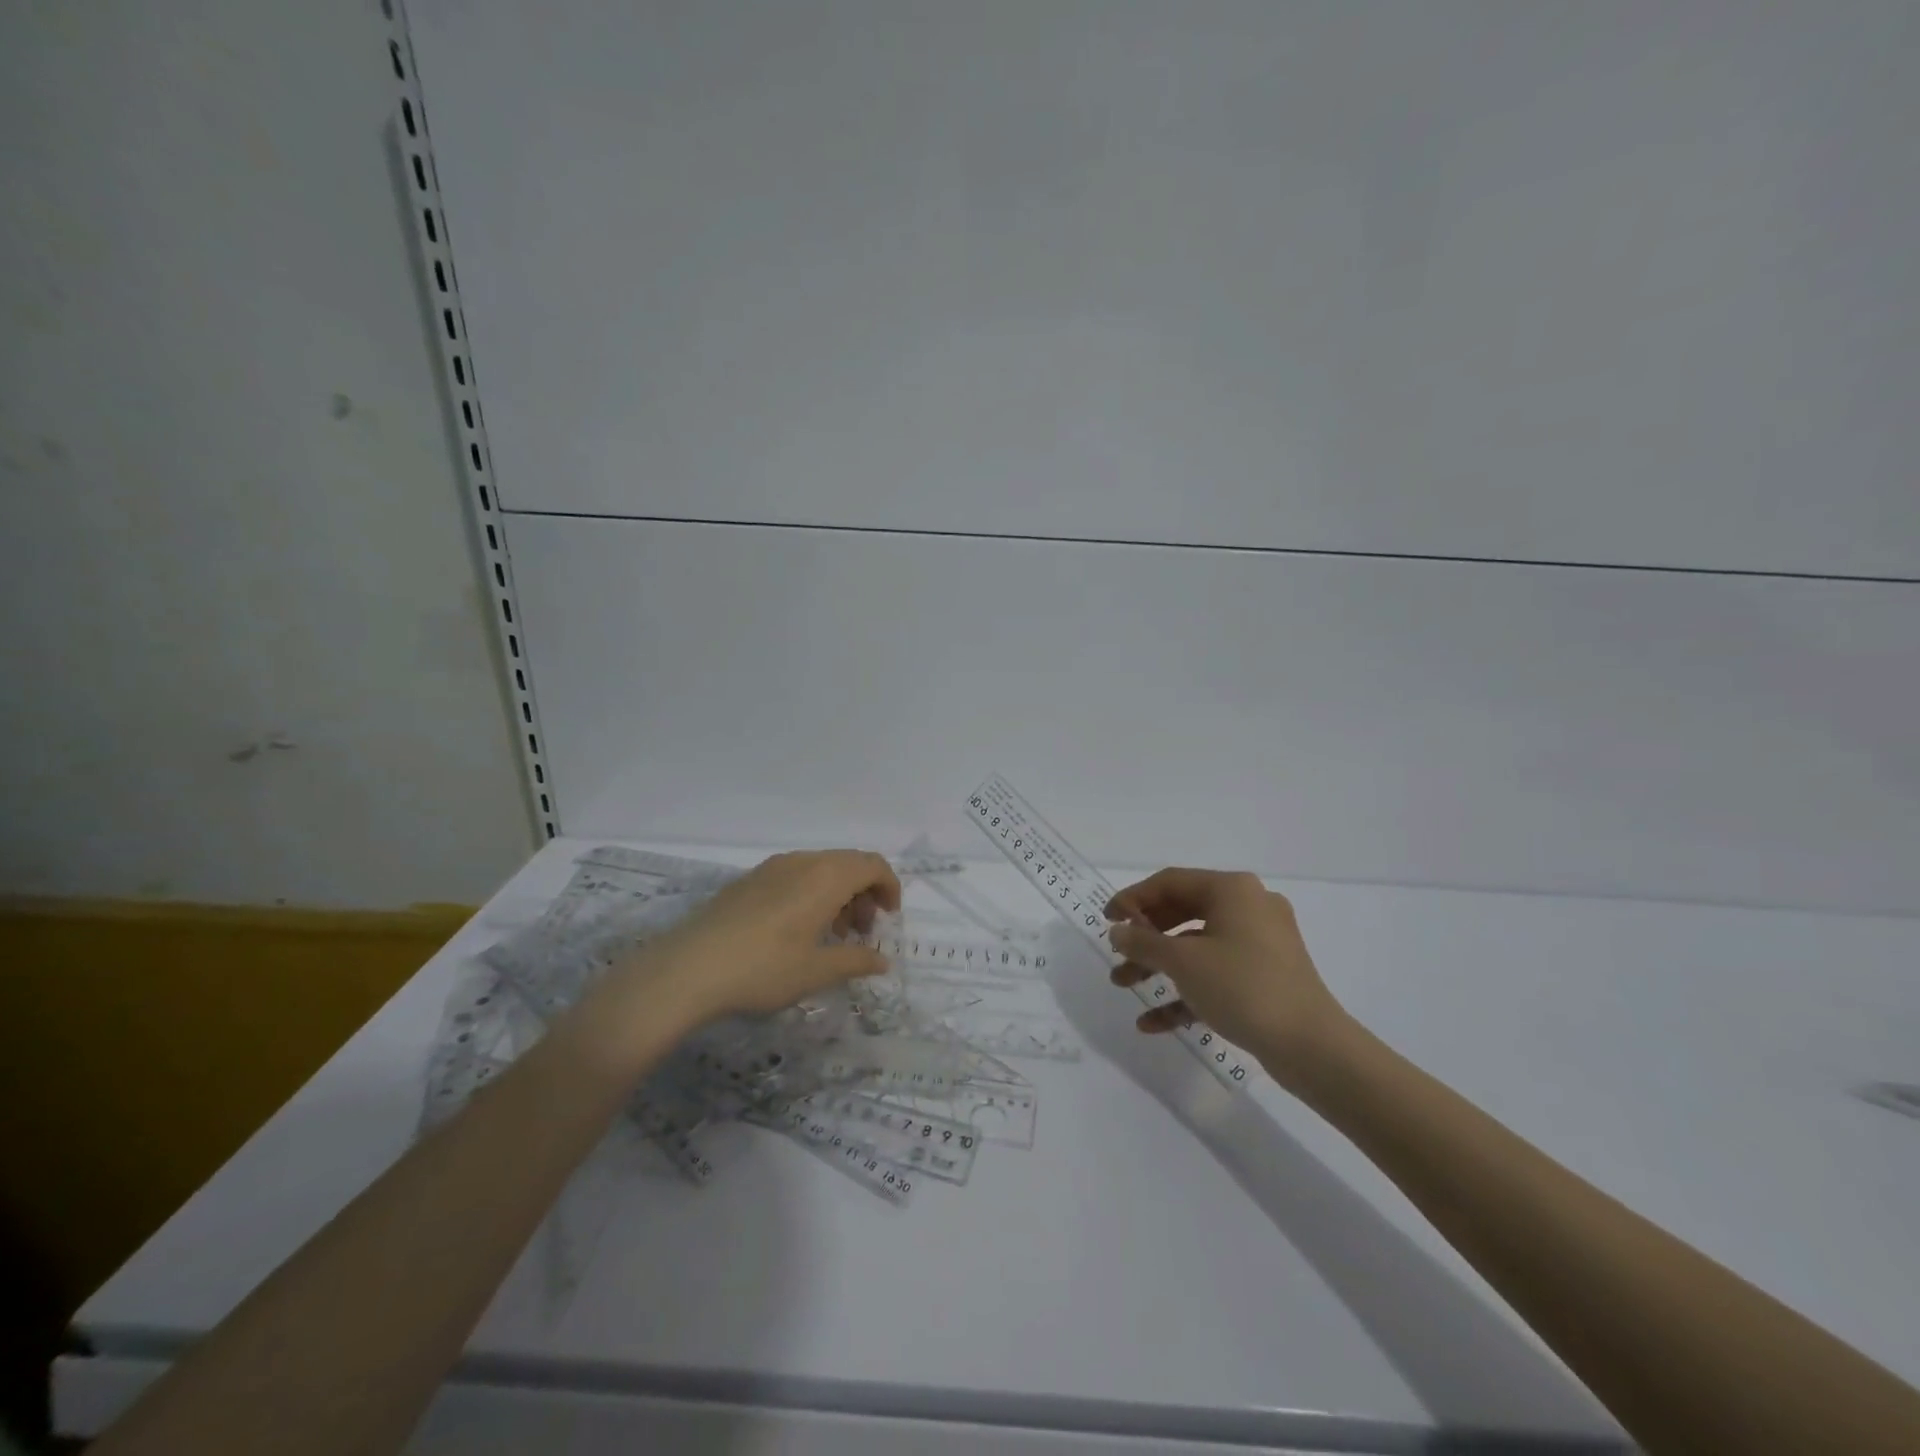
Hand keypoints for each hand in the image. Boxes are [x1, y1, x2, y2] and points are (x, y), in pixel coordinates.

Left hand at [632, 850, 901, 1024]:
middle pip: (848, 863)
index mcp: (826, 876)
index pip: (873, 864)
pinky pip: (795, 875)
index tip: (888, 919)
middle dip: (864, 893)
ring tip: (831, 936)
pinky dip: (811, 894)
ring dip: (838, 895)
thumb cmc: (763, 969)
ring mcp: (772, 867)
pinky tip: (797, 931)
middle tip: (860, 933)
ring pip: (821, 869)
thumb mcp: (816, 971)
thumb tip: (882, 960)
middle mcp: (802, 862)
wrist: (687, 969)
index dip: (889, 887)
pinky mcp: (749, 880)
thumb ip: (855, 961)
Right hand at [1105, 868, 1347, 1082]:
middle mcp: (1248, 907)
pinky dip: (1186, 991)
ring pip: (1197, 946)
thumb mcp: (1183, 962)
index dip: (1133, 899)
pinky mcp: (1266, 976)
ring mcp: (1260, 943)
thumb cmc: (1243, 987)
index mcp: (1232, 890)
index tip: (1106, 921)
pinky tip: (1154, 1023)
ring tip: (1124, 987)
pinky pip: (1216, 974)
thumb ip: (1143, 942)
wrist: (1312, 1047)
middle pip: (1182, 913)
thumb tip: (1118, 931)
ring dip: (1159, 966)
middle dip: (1145, 938)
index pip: (1170, 882)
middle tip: (1116, 955)